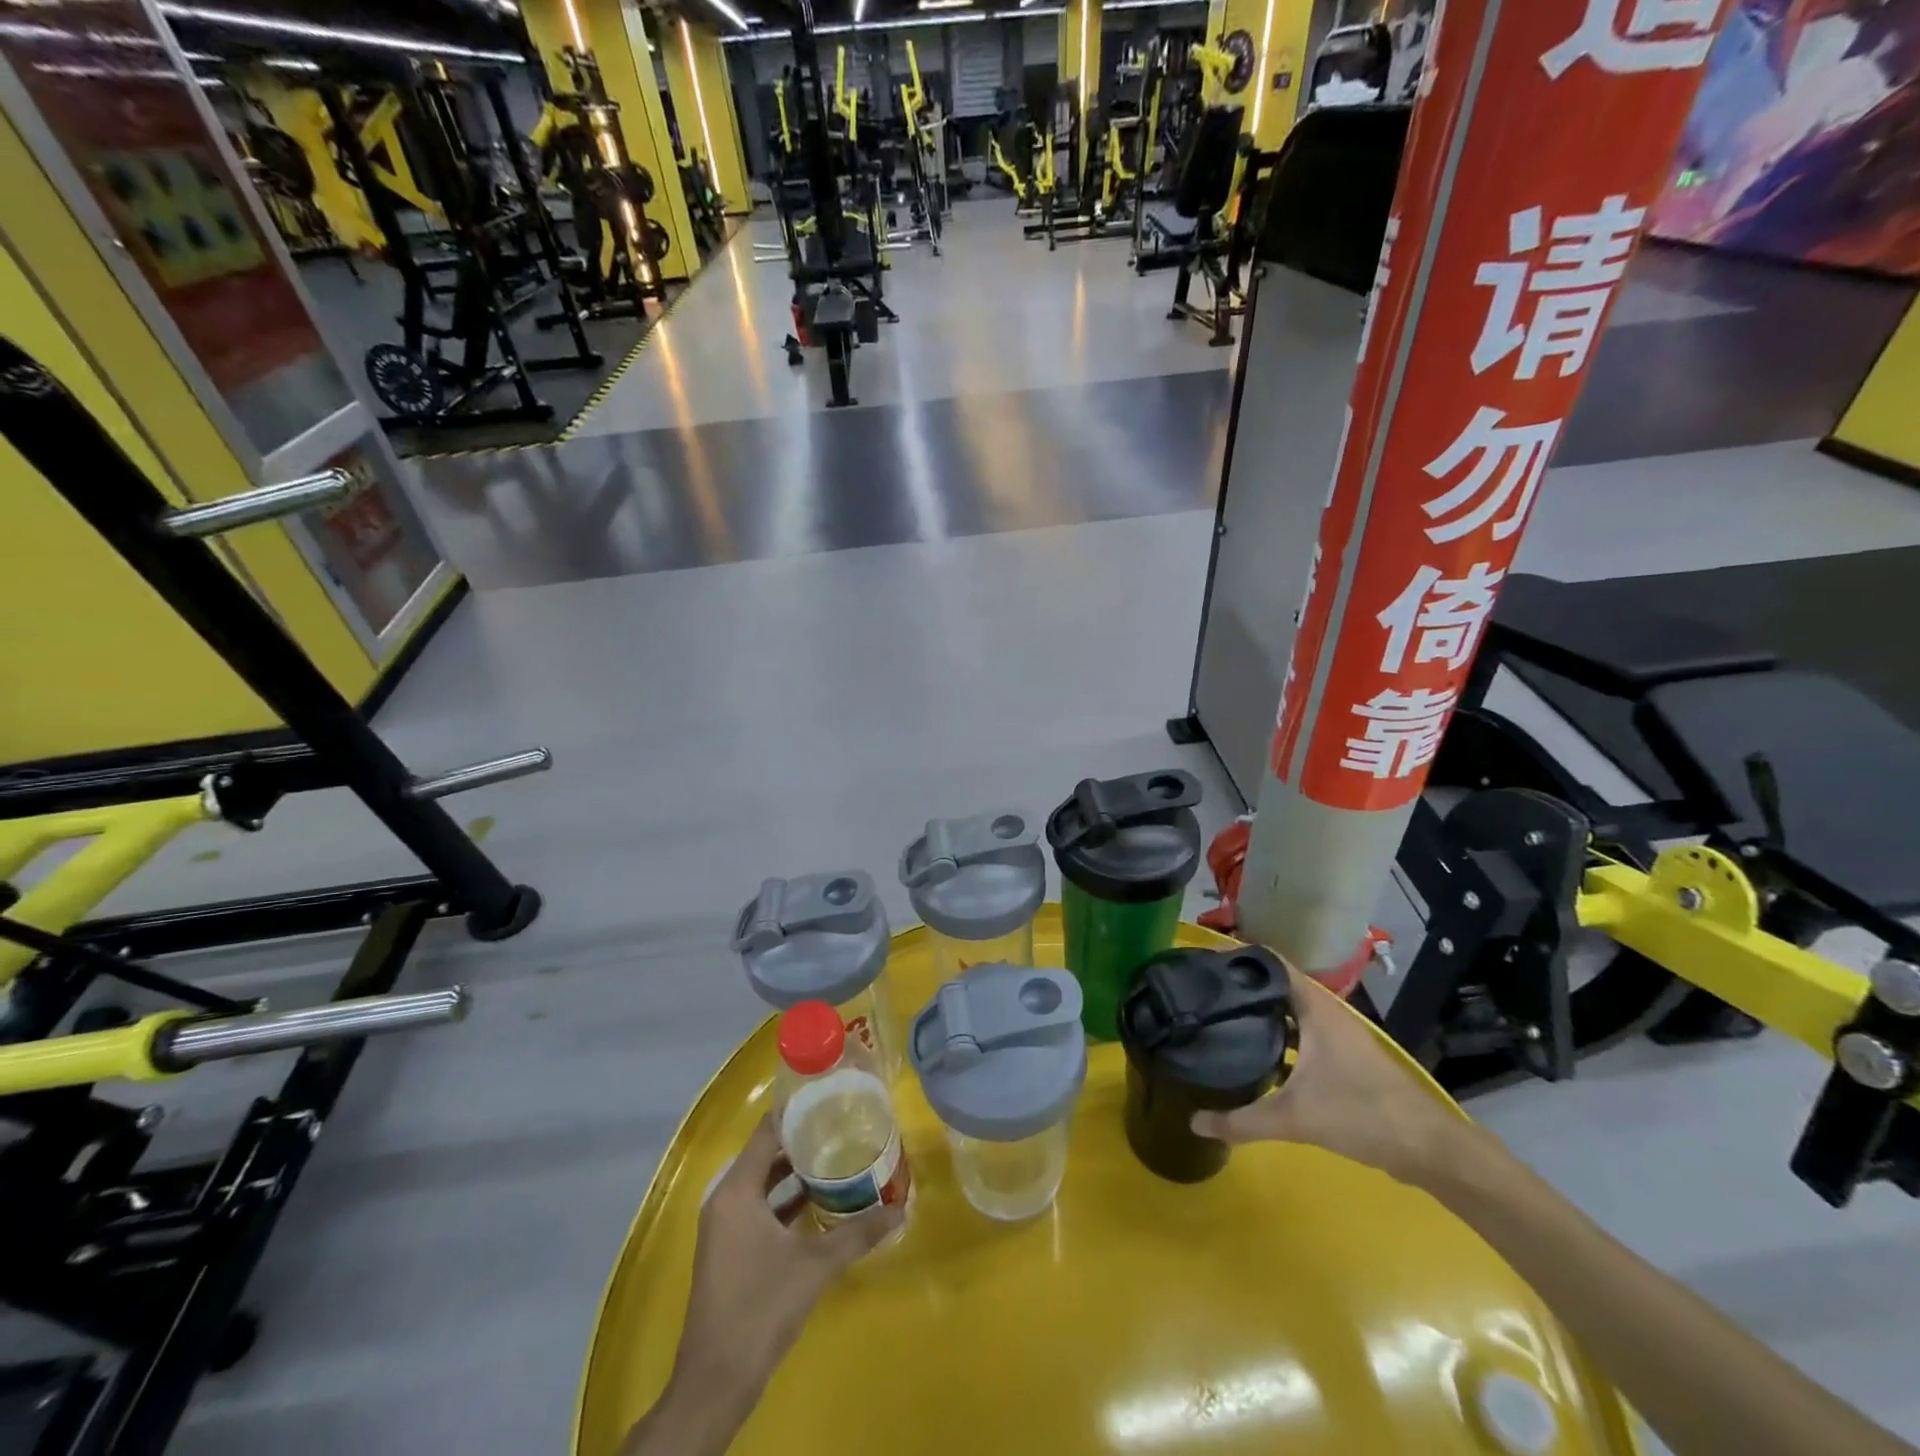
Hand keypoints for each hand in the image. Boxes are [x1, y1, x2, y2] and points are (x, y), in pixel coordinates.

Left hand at [674, 1116, 901, 1411]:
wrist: (716, 1382)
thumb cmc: (761, 1308)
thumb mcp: (815, 1266)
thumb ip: (857, 1233)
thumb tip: (900, 1209)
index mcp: (737, 1190)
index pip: (767, 1131)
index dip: (797, 1111)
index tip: (831, 1097)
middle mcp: (725, 1199)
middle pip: (766, 1153)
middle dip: (803, 1139)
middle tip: (843, 1124)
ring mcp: (724, 1226)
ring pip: (763, 1182)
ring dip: (795, 1171)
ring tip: (838, 1155)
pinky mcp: (729, 1249)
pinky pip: (759, 1207)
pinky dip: (785, 1199)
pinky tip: (819, 1201)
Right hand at [1190, 958, 1482, 1189]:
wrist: (1429, 1149)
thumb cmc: (1363, 1114)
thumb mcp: (1295, 1118)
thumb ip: (1242, 1121)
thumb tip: (1196, 1122)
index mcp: (1315, 1007)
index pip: (1270, 962)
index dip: (1237, 956)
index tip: (1202, 962)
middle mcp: (1324, 1012)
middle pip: (1275, 986)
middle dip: (1241, 986)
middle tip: (1201, 991)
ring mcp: (1336, 1036)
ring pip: (1288, 1012)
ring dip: (1259, 1013)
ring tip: (1219, 1018)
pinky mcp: (1342, 1059)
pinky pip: (1298, 1035)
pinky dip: (1275, 1038)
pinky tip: (1254, 1057)